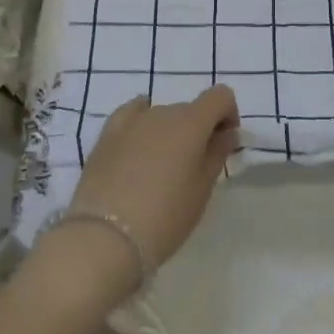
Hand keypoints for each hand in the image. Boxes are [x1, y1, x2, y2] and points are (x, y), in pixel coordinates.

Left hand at [69, 86, 240, 271]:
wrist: (105, 237)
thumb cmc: (165, 216)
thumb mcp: (202, 189)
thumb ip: (217, 154)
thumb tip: (226, 133)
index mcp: (191, 122)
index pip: (220, 96)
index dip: (228, 114)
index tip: (224, 142)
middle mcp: (162, 112)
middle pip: (190, 109)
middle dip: (198, 130)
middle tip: (194, 167)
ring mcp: (131, 121)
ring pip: (161, 115)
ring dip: (170, 132)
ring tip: (161, 168)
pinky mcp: (106, 134)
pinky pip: (132, 116)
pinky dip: (142, 124)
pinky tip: (139, 145)